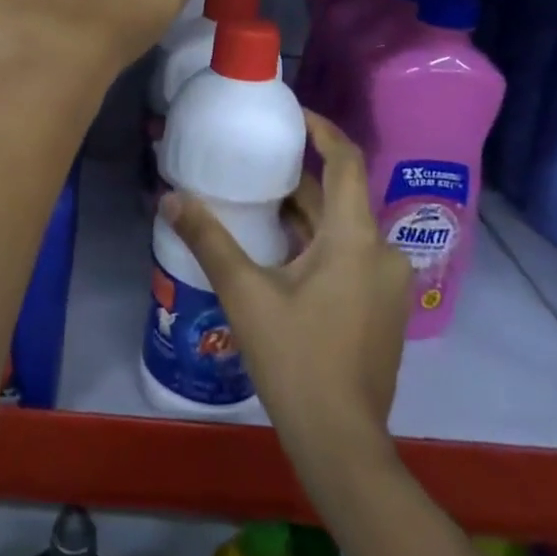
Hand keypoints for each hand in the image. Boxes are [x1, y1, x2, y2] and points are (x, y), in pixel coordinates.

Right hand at [159, 112, 411, 459]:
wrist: (341, 443)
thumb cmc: (295, 358)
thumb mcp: (245, 293)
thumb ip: (208, 239)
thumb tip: (170, 197)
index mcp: (356, 237)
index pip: (346, 160)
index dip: (321, 129)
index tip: (291, 113)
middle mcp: (381, 251)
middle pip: (340, 197)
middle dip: (298, 177)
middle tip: (254, 162)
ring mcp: (386, 283)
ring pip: (342, 229)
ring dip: (304, 214)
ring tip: (257, 202)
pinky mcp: (381, 309)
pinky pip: (349, 256)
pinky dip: (317, 243)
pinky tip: (279, 253)